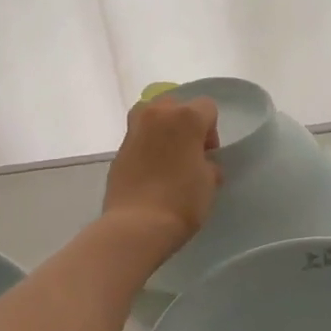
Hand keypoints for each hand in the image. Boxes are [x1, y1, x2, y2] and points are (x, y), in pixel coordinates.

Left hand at [103, 96, 222, 253]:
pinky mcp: (118, 148)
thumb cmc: (182, 201)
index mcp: (186, 117)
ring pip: (152, 115)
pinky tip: (151, 170)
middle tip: (189, 153)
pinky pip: (138, 136)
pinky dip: (146, 145)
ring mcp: (134, 129)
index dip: (211, 130)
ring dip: (162, 129)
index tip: (208, 155)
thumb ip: (208, 164)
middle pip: (176, 105)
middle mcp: (158, 114)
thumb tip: (203, 163)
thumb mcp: (209, 183)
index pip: (207, 107)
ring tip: (168, 158)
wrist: (137, 224)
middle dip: (185, 124)